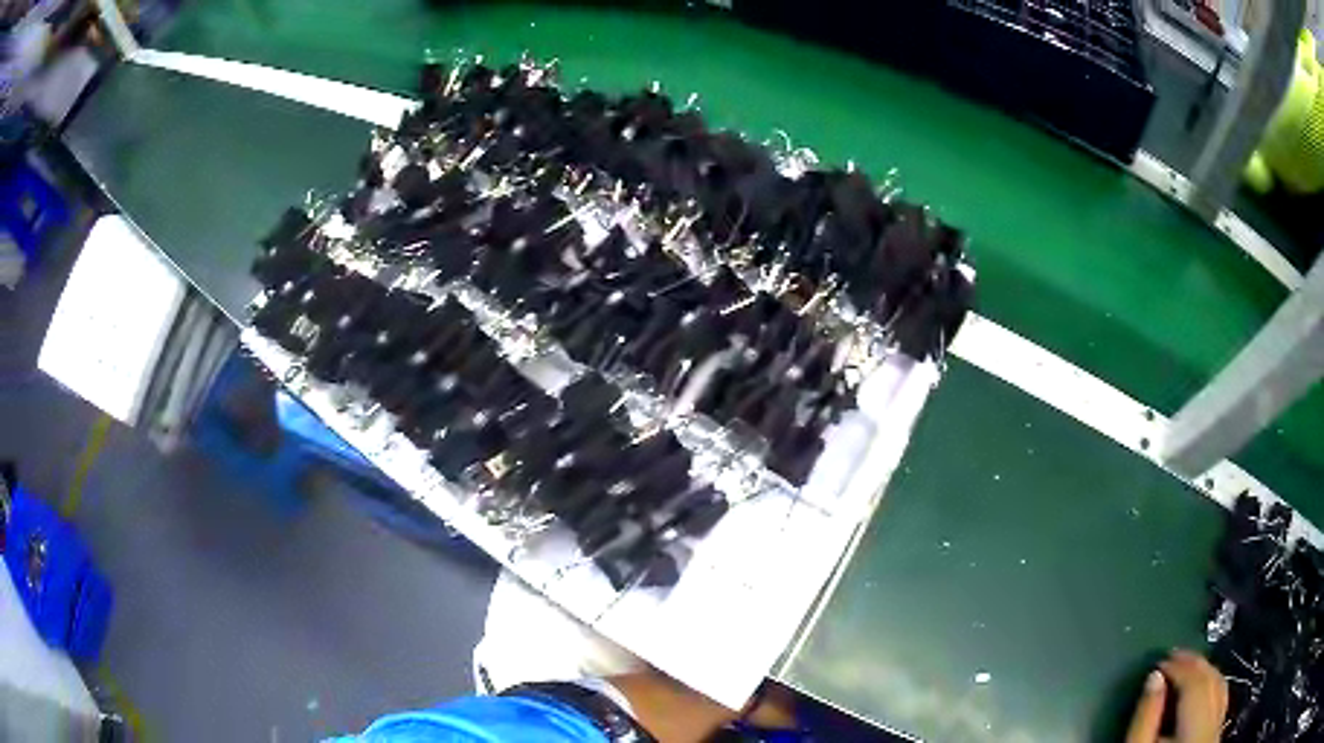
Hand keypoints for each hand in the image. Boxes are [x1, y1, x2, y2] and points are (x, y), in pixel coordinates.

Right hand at [1126, 649, 1227, 742]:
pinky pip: (1220, 702)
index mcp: (1197, 730)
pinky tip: (1201, 690)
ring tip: (1187, 668)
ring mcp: (1218, 729)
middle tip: (1174, 656)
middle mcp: (1214, 725)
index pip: (1195, 684)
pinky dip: (1212, 688)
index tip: (1160, 662)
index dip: (1178, 667)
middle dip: (1194, 665)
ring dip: (1205, 673)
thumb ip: (1145, 720)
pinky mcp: (1216, 734)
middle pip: (1212, 682)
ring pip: (1220, 689)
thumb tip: (1154, 677)